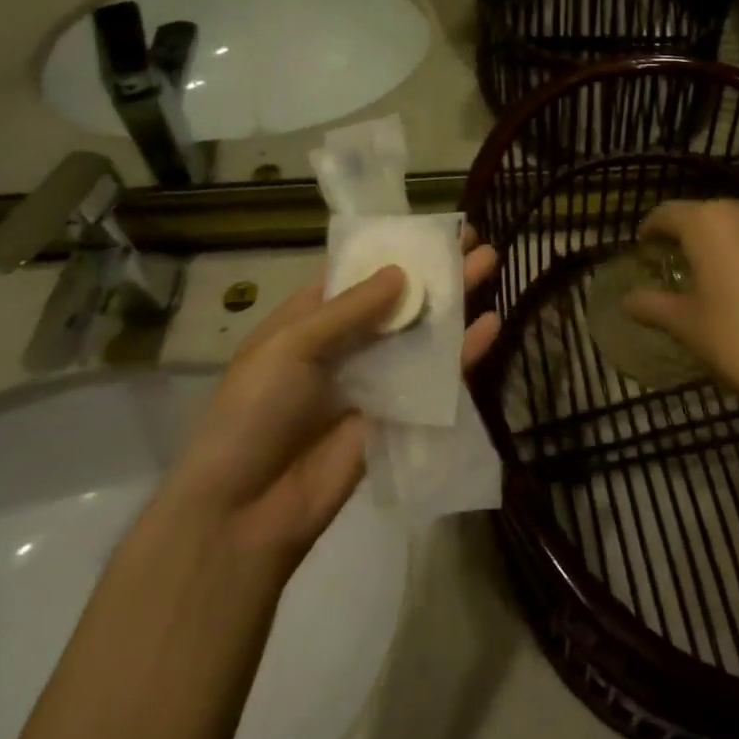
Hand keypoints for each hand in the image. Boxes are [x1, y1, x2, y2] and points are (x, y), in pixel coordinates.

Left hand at [173, 236, 499, 568]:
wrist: (246, 510)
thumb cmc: (255, 411)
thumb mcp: (291, 346)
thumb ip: (351, 309)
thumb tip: (402, 272)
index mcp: (311, 319)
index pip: (358, 274)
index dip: (395, 251)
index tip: (432, 228)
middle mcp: (346, 343)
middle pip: (399, 299)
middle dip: (434, 269)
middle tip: (474, 239)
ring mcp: (375, 378)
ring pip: (422, 331)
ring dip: (455, 299)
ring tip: (491, 262)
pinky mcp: (399, 413)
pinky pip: (435, 376)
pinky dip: (464, 351)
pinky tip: (492, 324)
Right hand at [622, 201, 738, 462]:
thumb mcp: (688, 326)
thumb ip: (654, 306)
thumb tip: (627, 301)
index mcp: (709, 224)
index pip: (669, 213)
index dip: (652, 227)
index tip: (643, 244)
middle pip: (709, 213)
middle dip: (690, 232)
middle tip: (677, 259)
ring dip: (728, 240)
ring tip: (719, 270)